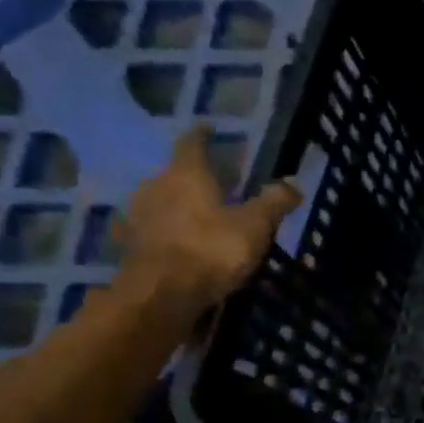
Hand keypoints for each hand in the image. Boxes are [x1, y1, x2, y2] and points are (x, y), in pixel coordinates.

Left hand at [113, 126, 301, 325]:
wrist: (161, 294)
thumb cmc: (211, 248)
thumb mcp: (255, 225)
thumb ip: (274, 203)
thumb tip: (294, 183)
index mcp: (186, 174)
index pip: (191, 143)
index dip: (201, 135)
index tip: (208, 128)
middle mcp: (155, 187)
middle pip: (172, 174)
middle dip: (190, 176)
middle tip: (210, 182)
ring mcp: (137, 218)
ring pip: (158, 202)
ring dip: (173, 205)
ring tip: (193, 214)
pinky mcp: (129, 247)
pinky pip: (148, 231)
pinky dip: (160, 233)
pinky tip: (169, 241)